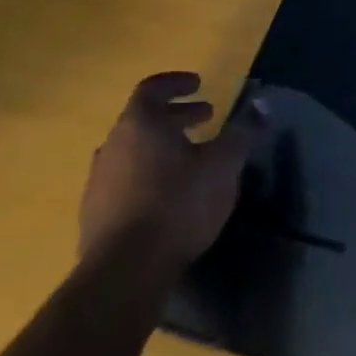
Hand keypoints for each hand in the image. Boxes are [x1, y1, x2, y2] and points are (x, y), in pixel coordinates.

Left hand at [79, 72, 264, 276]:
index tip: (199, 84)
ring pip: (133, 150)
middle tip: (206, 118)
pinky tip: (169, 193)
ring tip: (191, 157)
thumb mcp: (224, 164)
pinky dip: (148, 173)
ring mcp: (98, 181)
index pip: (152, 89)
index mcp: (140, 125)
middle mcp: (112, 146)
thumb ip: (242, 131)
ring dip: (162, 146)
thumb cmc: (178, 203)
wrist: (124, 272)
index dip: (176, 83)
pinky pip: (124, 179)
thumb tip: (260, 104)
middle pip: (143, 119)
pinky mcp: (95, 214)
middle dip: (177, 116)